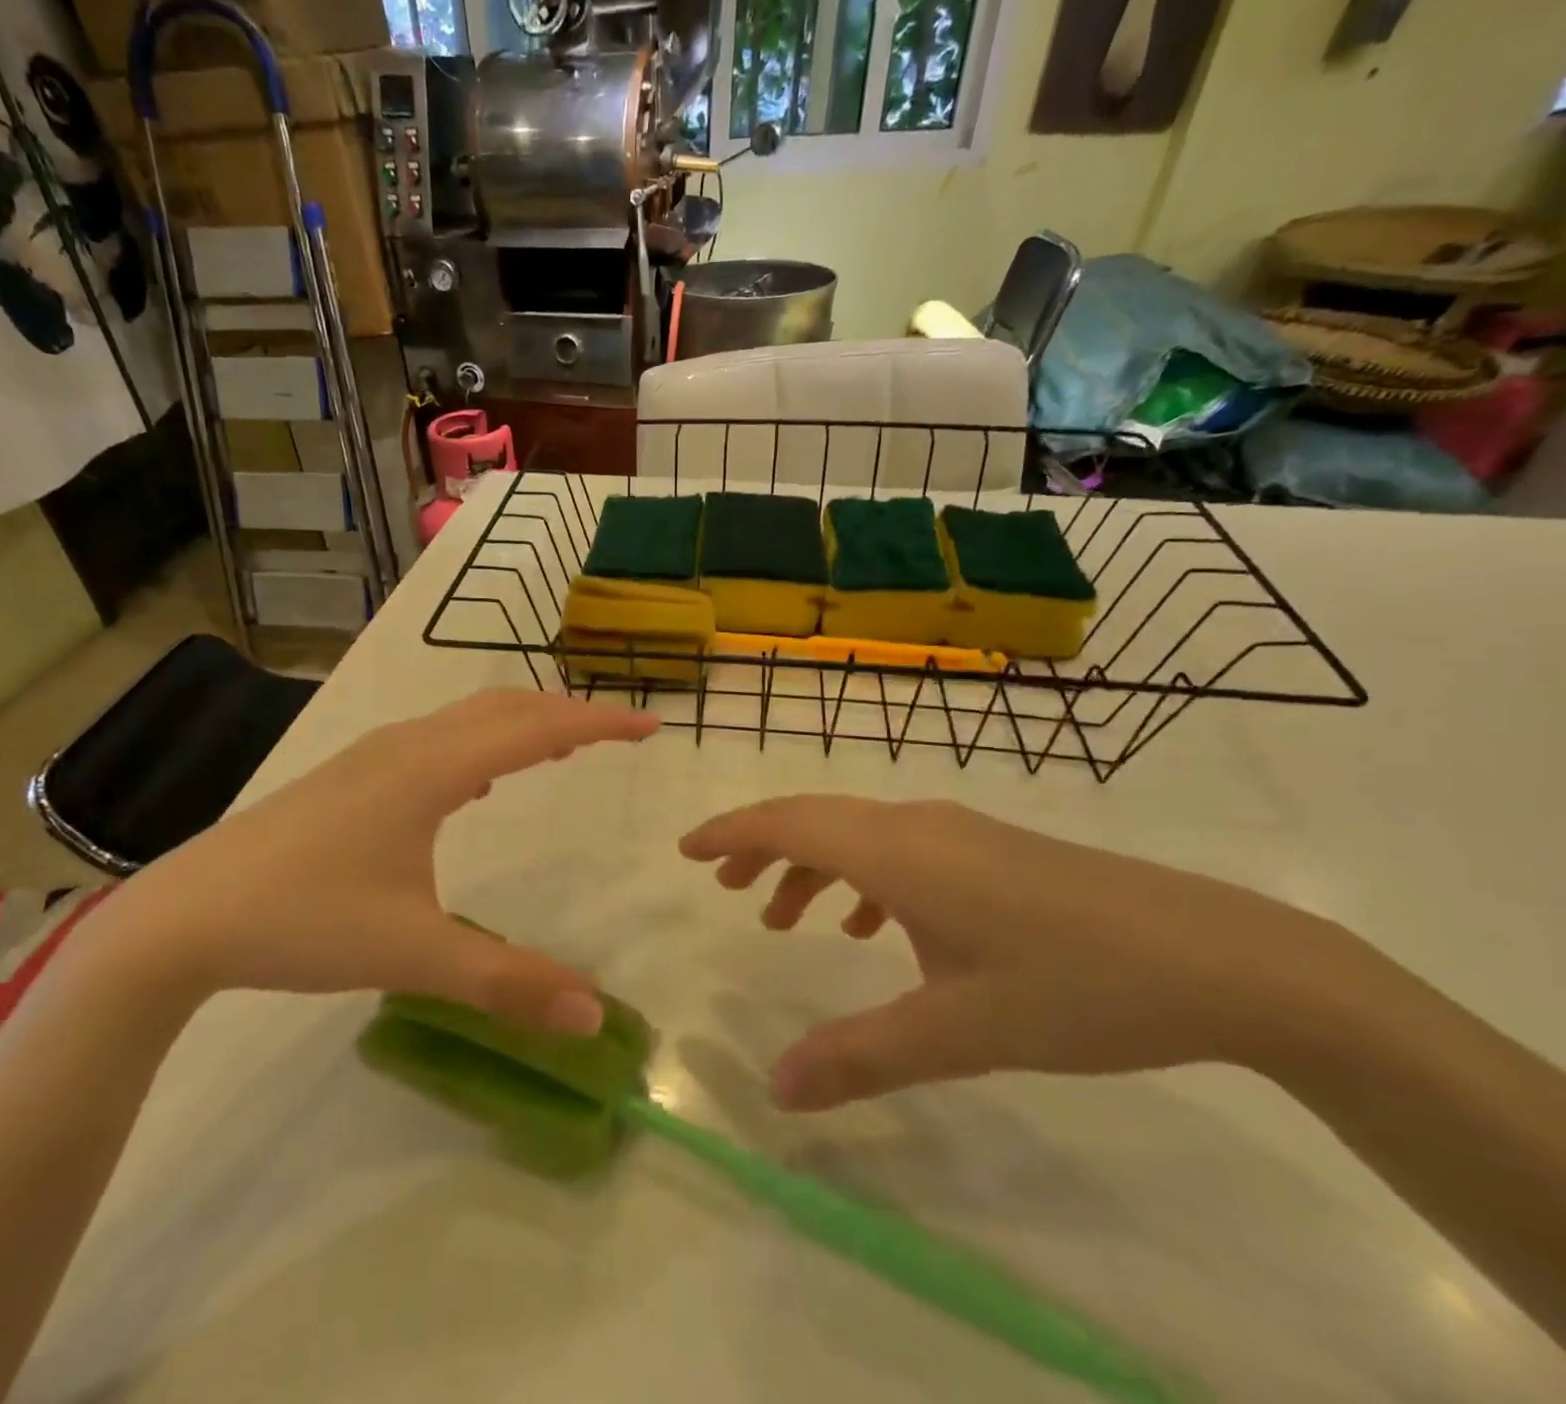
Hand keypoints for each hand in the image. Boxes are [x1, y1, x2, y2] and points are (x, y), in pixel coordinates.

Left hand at [112, 689, 658, 1030]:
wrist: (184, 916)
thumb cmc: (302, 922)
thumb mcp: (412, 956)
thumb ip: (506, 982)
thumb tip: (593, 1014)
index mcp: (432, 770)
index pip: (538, 728)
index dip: (601, 723)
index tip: (651, 726)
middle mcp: (408, 745)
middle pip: (506, 707)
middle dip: (571, 714)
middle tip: (620, 734)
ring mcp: (374, 755)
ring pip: (468, 717)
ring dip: (525, 723)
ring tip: (566, 748)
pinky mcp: (351, 775)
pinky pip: (439, 737)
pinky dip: (483, 741)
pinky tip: (483, 780)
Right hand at [680, 797, 1366, 1110]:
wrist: (1222, 958)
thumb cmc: (1077, 985)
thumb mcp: (961, 1031)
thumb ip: (861, 1057)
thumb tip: (774, 1090)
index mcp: (898, 852)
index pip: (788, 822)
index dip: (730, 832)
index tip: (686, 850)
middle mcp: (918, 825)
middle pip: (815, 819)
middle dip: (761, 848)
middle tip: (724, 888)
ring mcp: (960, 833)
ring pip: (858, 835)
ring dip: (812, 866)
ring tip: (784, 918)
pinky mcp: (993, 851)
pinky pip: (900, 850)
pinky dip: (863, 878)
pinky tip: (874, 929)